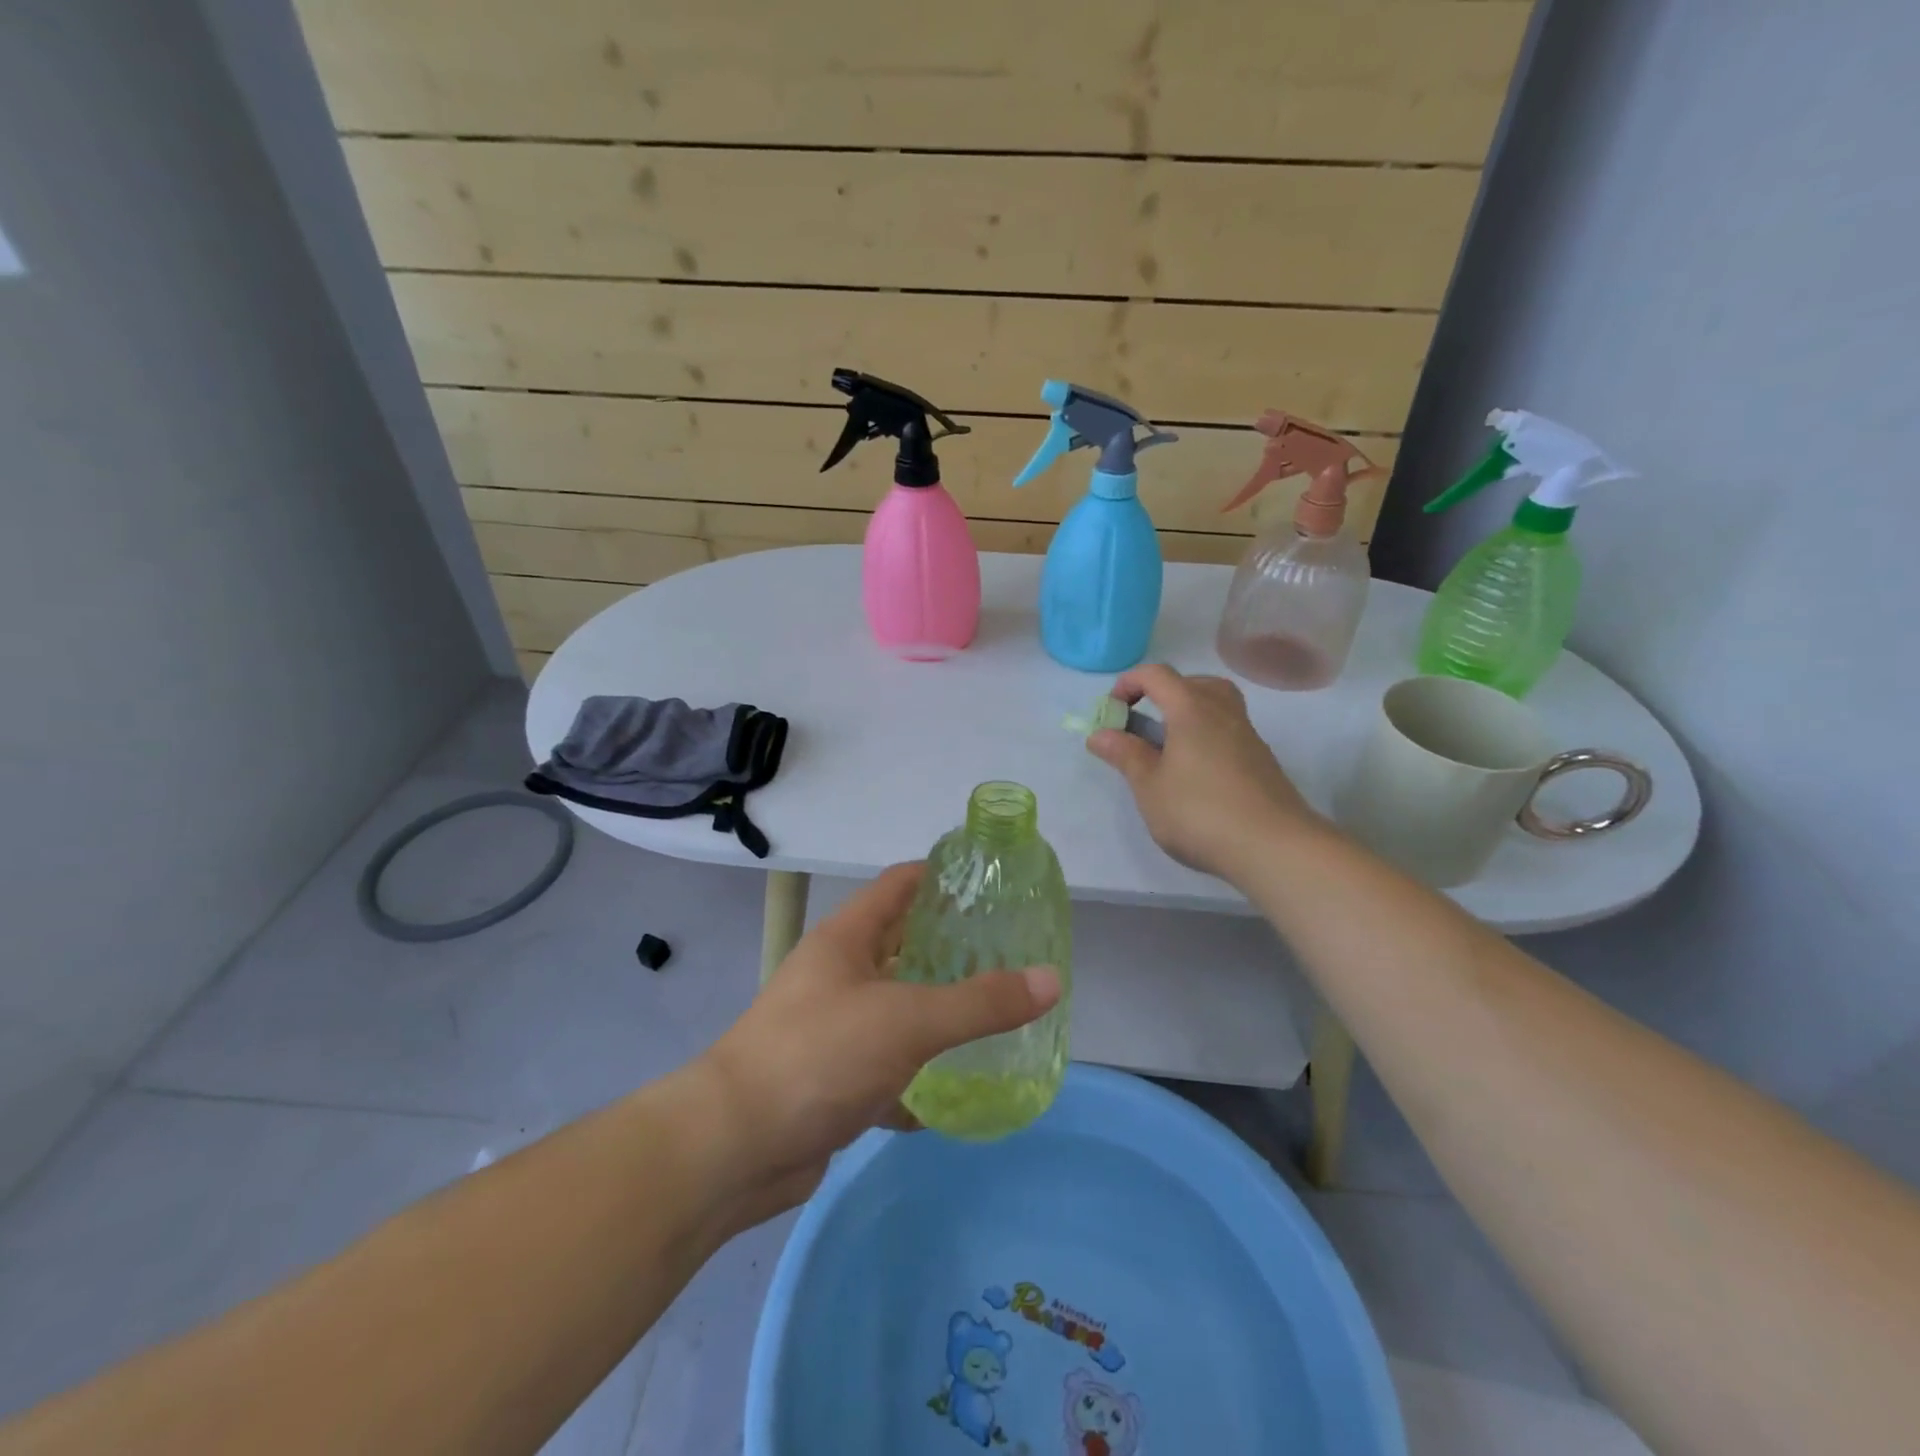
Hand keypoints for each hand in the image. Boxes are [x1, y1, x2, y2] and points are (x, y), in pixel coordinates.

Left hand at [693, 863, 1058, 1222]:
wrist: (733, 1148)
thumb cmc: (819, 1056)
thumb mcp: (907, 1020)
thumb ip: (980, 1002)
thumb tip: (1051, 979)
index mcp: (847, 939)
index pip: (900, 885)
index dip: (942, 876)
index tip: (992, 882)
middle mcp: (838, 975)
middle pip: (903, 946)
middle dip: (951, 948)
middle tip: (1011, 954)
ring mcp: (832, 1028)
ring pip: (897, 1009)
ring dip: (938, 1014)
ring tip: (996, 1016)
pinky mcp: (831, 1080)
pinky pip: (886, 1067)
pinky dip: (917, 1077)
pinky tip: (956, 1093)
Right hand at [1086, 663, 1318, 880]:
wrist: (1274, 846)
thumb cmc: (1199, 812)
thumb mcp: (1149, 786)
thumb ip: (1125, 755)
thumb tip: (1100, 734)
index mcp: (1191, 709)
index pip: (1157, 675)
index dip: (1129, 683)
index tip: (1113, 711)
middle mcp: (1223, 712)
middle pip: (1193, 682)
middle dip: (1162, 694)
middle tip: (1145, 724)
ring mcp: (1247, 735)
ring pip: (1217, 704)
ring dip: (1188, 714)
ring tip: (1169, 747)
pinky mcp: (1261, 760)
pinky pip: (1229, 730)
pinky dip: (1207, 736)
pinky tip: (1196, 773)